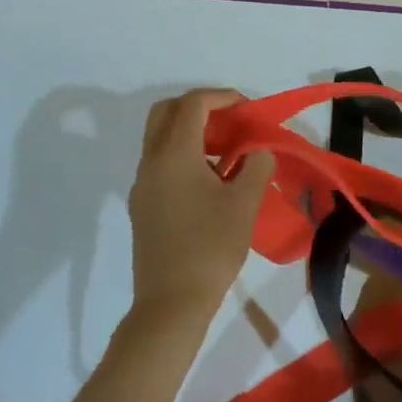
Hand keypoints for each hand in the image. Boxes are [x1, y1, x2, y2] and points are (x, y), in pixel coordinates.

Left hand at [126, 89, 275, 322]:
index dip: (221, 97)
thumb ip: (256, 166)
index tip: (247, 109)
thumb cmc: (211, 248)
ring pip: (160, 139)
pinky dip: (184, 156)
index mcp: (173, 155)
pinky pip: (160, 163)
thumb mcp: (244, 204)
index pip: (192, 104)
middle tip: (230, 123)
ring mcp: (142, 185)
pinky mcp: (143, 206)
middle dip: (199, 107)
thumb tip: (258, 151)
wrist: (171, 304)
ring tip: (229, 154)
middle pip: (166, 113)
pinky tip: (212, 182)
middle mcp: (151, 162)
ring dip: (191, 133)